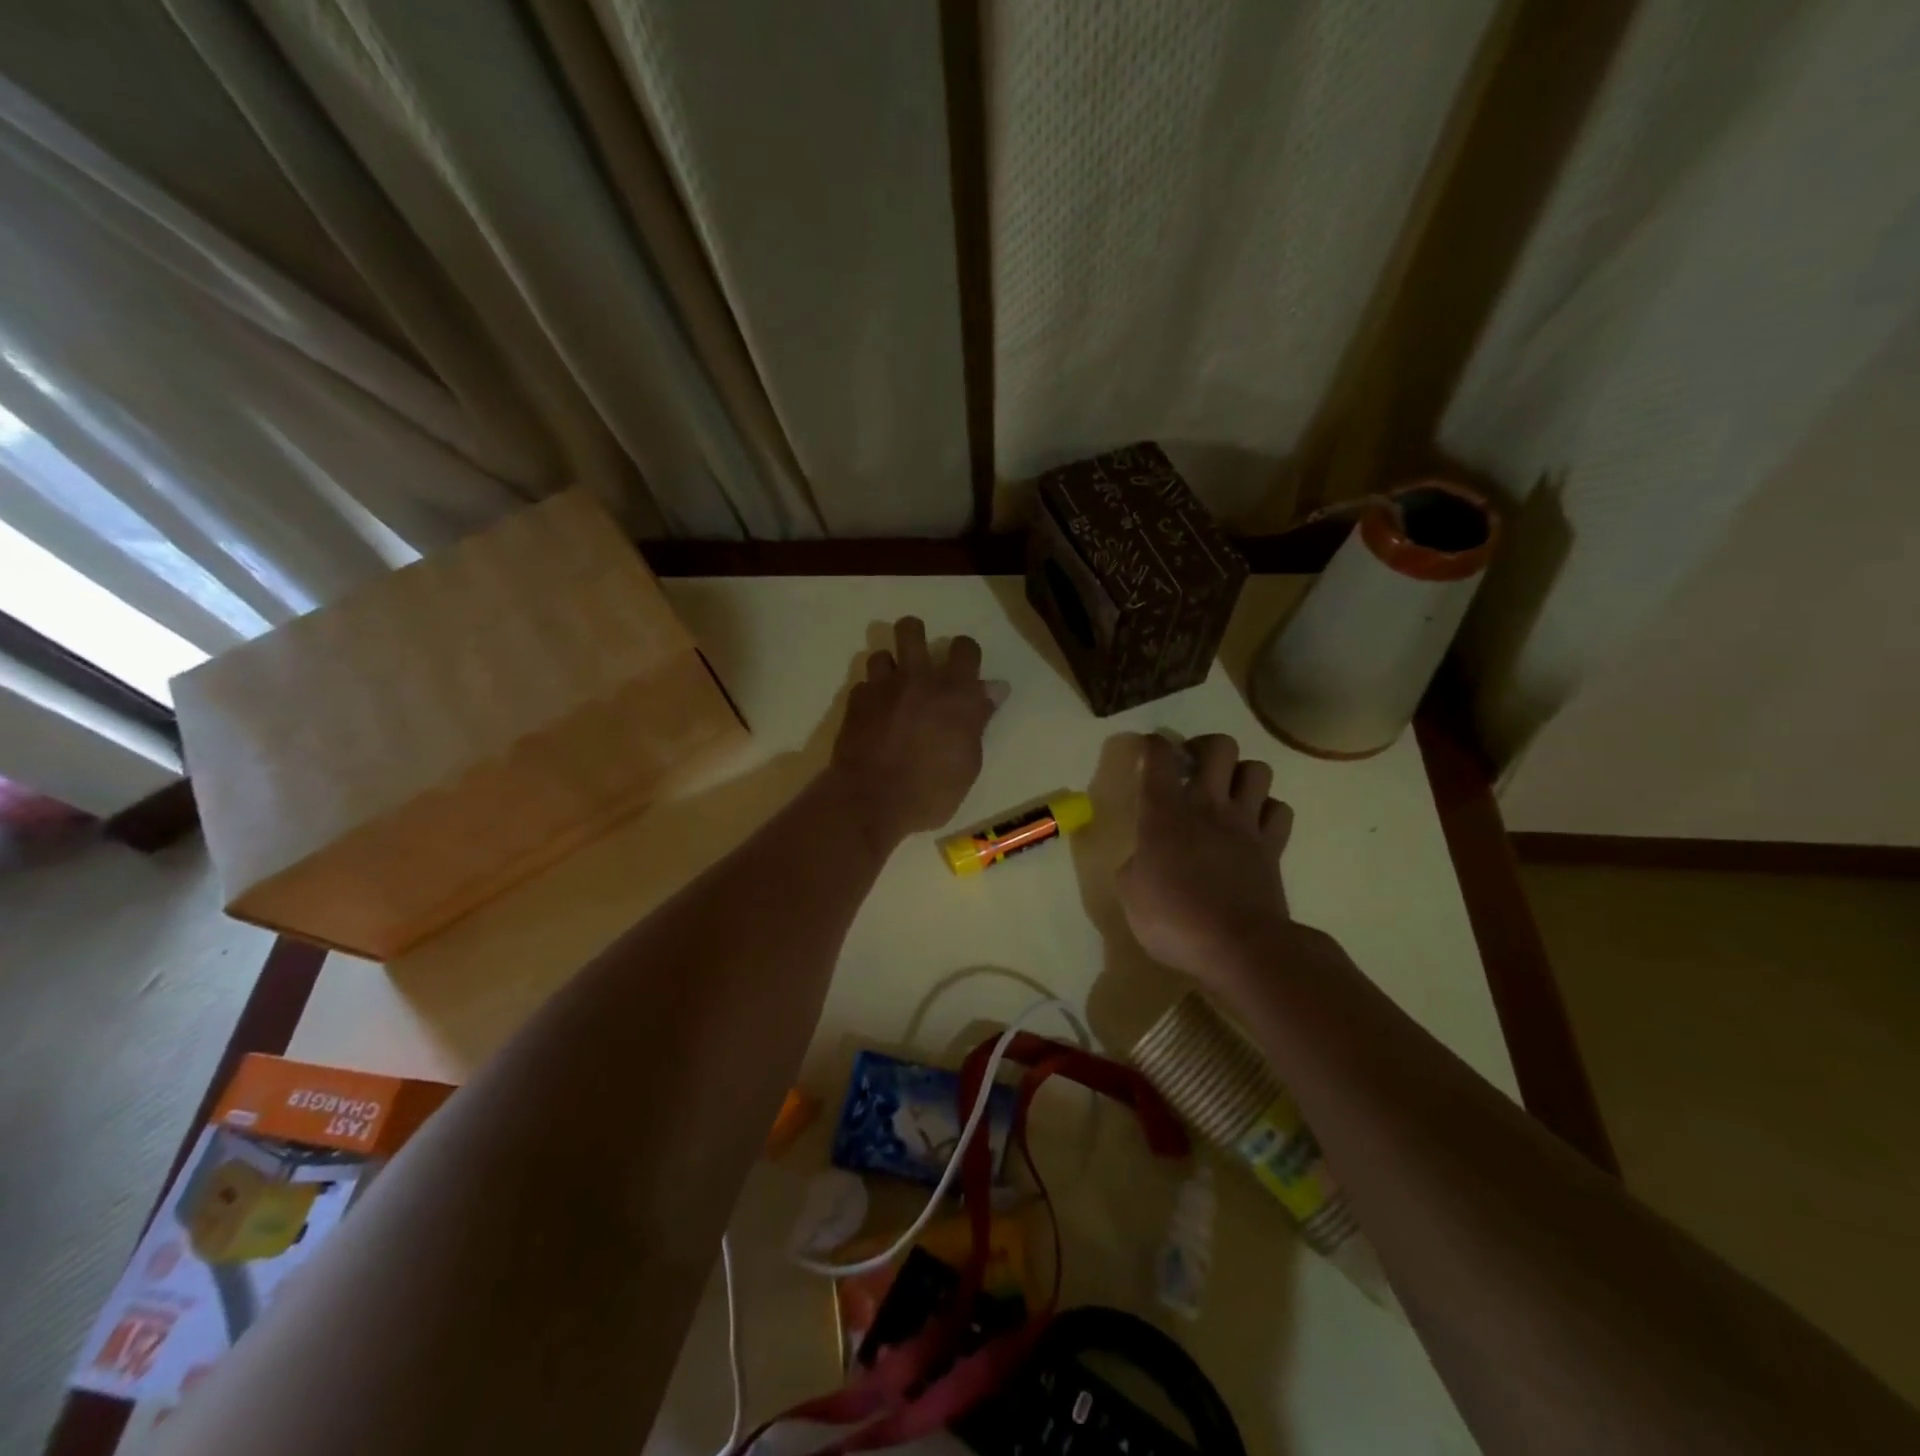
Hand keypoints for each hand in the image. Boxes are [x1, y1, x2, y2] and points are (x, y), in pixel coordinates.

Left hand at [830, 617, 1007, 850]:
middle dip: (915, 636)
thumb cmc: (932, 790)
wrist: (872, 802)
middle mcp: (918, 678)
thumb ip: (978, 719)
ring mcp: (881, 687)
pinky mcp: (854, 702)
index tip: (964, 671)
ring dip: (889, 668)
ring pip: (881, 654)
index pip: (965, 647)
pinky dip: (870, 695)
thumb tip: (994, 688)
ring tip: (893, 691)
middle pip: (911, 629)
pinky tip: (874, 716)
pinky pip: (863, 685)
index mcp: (954, 691)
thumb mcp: (969, 761)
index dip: (965, 654)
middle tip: (919, 664)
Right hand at [1116, 734, 1295, 990]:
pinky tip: (1253, 825)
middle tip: (1192, 766)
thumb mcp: (1130, 894)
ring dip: (1241, 775)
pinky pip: (1279, 809)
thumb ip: (1135, 865)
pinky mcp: (1273, 846)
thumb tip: (1144, 860)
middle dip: (1204, 747)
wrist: (1239, 947)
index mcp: (1164, 812)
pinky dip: (1267, 811)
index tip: (1149, 750)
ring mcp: (1245, 824)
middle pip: (1219, 747)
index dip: (1153, 744)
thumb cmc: (1174, 919)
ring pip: (1257, 770)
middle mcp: (1207, 805)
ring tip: (1226, 793)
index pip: (1158, 756)